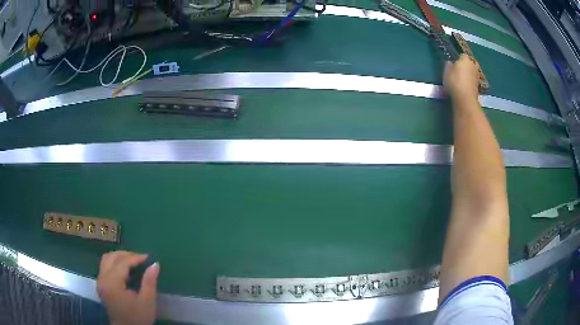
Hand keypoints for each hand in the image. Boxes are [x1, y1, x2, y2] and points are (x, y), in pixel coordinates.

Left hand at [97, 251, 159, 324]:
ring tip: (133, 261)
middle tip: (141, 258)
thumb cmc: (138, 318)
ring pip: (106, 259)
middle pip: (111, 257)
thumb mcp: (147, 301)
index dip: (135, 258)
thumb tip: (155, 264)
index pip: (122, 263)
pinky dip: (115, 263)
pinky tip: (125, 270)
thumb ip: (149, 281)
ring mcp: (100, 281)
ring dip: (119, 257)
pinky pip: (105, 266)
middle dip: (126, 255)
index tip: (148, 257)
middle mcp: (102, 279)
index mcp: (112, 283)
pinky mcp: (101, 285)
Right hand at [444, 54, 479, 102]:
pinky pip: (472, 80)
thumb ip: (448, 66)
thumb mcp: (447, 72)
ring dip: (467, 75)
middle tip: (456, 72)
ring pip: (470, 72)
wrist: (466, 99)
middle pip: (468, 64)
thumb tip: (450, 63)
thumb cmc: (455, 82)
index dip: (458, 59)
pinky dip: (469, 82)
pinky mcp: (478, 85)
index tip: (453, 65)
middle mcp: (473, 65)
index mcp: (465, 59)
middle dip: (464, 67)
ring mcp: (476, 76)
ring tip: (460, 81)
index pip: (462, 55)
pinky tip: (463, 87)